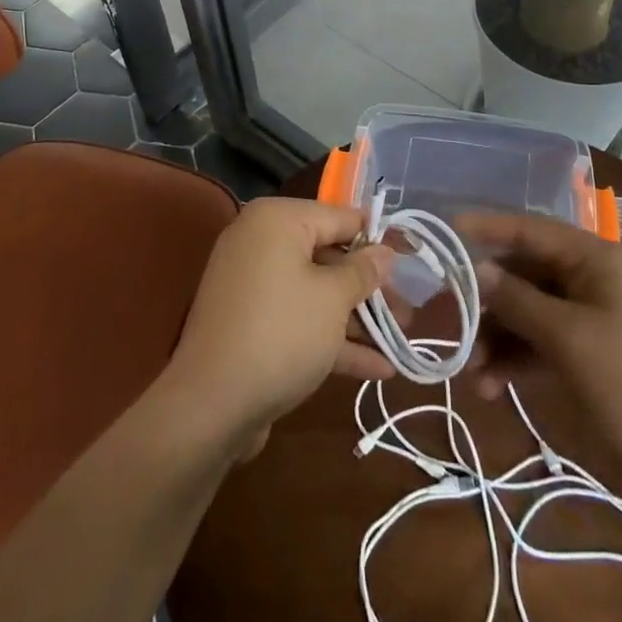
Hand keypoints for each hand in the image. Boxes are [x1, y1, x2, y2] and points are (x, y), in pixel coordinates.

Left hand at [163, 198, 397, 454]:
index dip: (378, 238)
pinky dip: (332, 338)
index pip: (339, 216)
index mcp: (277, 220)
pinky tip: (378, 368)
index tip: (411, 255)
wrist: (209, 405)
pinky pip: (299, 319)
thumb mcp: (333, 299)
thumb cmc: (281, 333)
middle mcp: (261, 243)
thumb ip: (363, 271)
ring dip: (358, 317)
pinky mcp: (252, 325)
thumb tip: (385, 252)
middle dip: (370, 287)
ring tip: (402, 339)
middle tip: (409, 306)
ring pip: (316, 292)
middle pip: (328, 256)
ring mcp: (253, 286)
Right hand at [458, 211, 621, 499]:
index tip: (446, 230)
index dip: (487, 228)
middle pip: (522, 274)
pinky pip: (537, 345)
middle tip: (446, 319)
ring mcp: (586, 320)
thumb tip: (476, 271)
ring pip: (525, 313)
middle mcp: (587, 281)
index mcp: (593, 261)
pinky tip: (489, 387)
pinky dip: (512, 361)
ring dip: (495, 337)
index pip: (530, 230)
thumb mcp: (568, 338)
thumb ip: (517, 300)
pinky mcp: (583, 356)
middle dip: (485, 299)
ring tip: (470, 371)